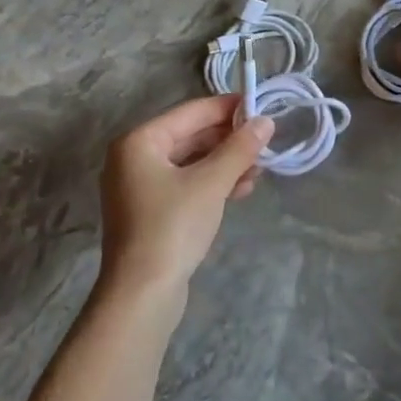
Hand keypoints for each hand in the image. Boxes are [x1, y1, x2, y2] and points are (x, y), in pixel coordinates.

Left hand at [99, 96, 273, 298]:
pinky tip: (241, 189)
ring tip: (260, 169)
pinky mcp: (151, 211)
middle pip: (190, 136)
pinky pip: (186, 184)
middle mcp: (134, 158)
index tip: (262, 106)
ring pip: (191, 162)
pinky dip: (212, 183)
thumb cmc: (173, 226)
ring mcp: (140, 186)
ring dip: (225, 163)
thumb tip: (265, 122)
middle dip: (229, 140)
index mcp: (140, 141)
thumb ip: (239, 149)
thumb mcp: (211, 183)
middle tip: (265, 142)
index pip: (192, 112)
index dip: (228, 108)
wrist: (142, 293)